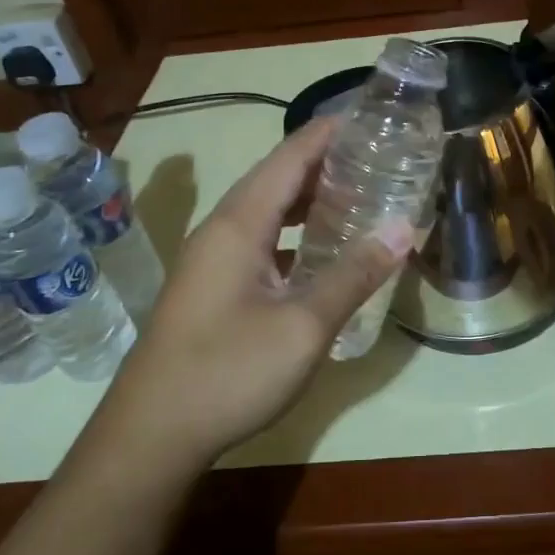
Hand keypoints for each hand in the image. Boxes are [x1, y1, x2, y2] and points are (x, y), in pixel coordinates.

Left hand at [86, 118, 412, 477]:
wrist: (150, 437)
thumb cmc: (227, 373)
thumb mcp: (303, 326)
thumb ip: (354, 274)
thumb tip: (403, 229)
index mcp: (239, 223)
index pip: (289, 156)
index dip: (328, 133)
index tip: (371, 117)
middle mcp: (221, 230)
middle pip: (277, 178)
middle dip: (326, 163)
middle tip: (378, 159)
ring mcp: (212, 260)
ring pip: (266, 211)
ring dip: (309, 199)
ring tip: (358, 196)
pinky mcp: (212, 287)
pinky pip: (259, 240)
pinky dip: (293, 232)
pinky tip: (320, 251)